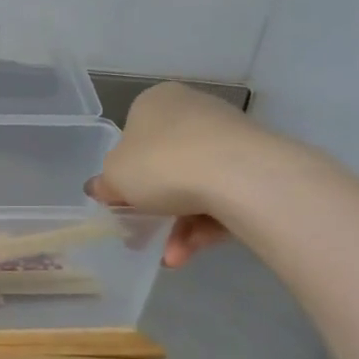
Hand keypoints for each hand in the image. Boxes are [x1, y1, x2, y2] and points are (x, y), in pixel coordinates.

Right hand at [88, 83, 258, 267]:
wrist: (237, 175)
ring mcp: (229, 137)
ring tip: (172, 256)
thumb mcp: (115, 177)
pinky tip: (191, 252)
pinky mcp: (258, 165)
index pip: (133, 135)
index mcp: (155, 102)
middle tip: (145, 233)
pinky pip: (223, 196)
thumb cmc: (160, 164)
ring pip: (196, 185)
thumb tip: (101, 188)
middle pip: (166, 163)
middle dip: (156, 205)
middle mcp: (193, 110)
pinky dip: (206, 225)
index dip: (125, 172)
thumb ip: (105, 183)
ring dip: (179, 225)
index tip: (122, 200)